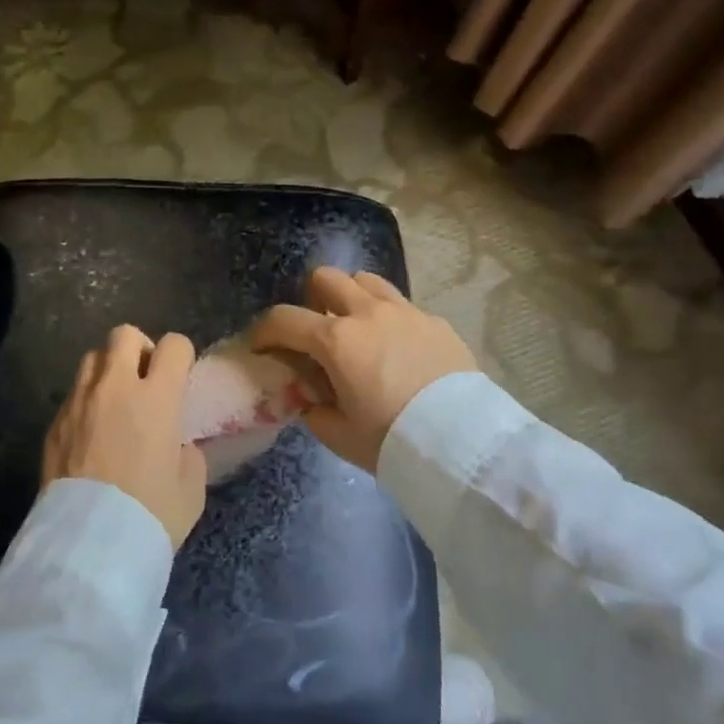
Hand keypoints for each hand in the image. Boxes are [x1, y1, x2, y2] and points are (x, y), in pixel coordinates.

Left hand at [43, 326, 207, 546]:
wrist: (89, 547)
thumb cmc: (150, 515)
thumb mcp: (191, 488)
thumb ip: (188, 453)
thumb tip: (177, 445)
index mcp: (157, 397)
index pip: (173, 345)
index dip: (181, 355)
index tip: (180, 376)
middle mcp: (116, 387)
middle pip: (124, 334)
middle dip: (139, 349)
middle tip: (145, 380)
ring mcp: (80, 401)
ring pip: (92, 357)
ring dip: (107, 370)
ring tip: (114, 402)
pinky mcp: (54, 423)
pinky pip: (73, 394)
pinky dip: (86, 401)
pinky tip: (91, 433)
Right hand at [249, 268, 477, 472]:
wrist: (463, 444)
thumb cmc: (392, 441)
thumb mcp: (340, 435)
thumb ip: (315, 409)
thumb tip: (311, 396)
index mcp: (336, 340)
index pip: (284, 320)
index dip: (264, 331)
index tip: (260, 346)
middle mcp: (367, 313)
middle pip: (326, 278)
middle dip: (312, 299)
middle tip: (316, 330)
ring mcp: (404, 312)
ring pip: (366, 280)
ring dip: (353, 298)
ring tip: (358, 329)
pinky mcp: (434, 321)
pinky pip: (402, 305)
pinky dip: (389, 319)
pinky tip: (398, 349)